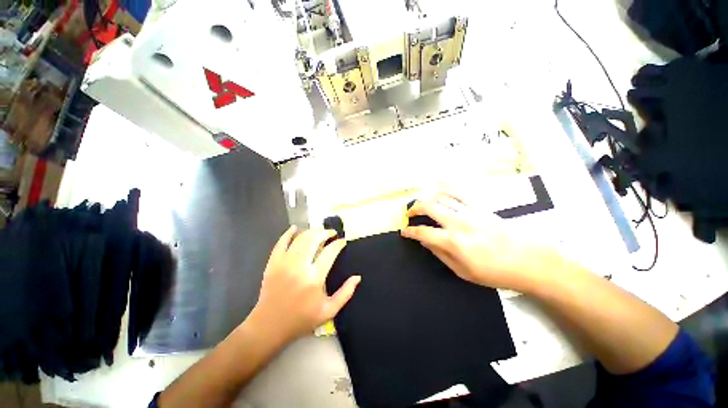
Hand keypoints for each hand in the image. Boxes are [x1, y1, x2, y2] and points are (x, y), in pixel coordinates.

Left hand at [249, 226, 360, 344]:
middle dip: (326, 233)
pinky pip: (281, 242)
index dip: (338, 244)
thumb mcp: (329, 311)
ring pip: (300, 238)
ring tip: (319, 232)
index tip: (342, 242)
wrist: (269, 326)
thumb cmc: (301, 319)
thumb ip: (346, 293)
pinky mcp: (272, 263)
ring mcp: (284, 263)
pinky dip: (288, 233)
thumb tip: (357, 277)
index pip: (330, 252)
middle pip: (315, 239)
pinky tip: (295, 228)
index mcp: (314, 278)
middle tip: (332, 233)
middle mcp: (299, 266)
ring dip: (312, 231)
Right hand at [401, 190, 555, 291]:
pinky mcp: (480, 207)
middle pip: (429, 207)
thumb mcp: (462, 271)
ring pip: (441, 197)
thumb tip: (424, 240)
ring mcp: (470, 212)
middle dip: (414, 208)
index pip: (423, 232)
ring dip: (427, 198)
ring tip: (422, 204)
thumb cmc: (494, 272)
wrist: (528, 262)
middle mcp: (458, 222)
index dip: (410, 231)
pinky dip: (446, 188)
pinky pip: (459, 193)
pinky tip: (439, 187)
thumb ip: (440, 253)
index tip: (404, 231)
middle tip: (410, 214)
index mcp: (453, 242)